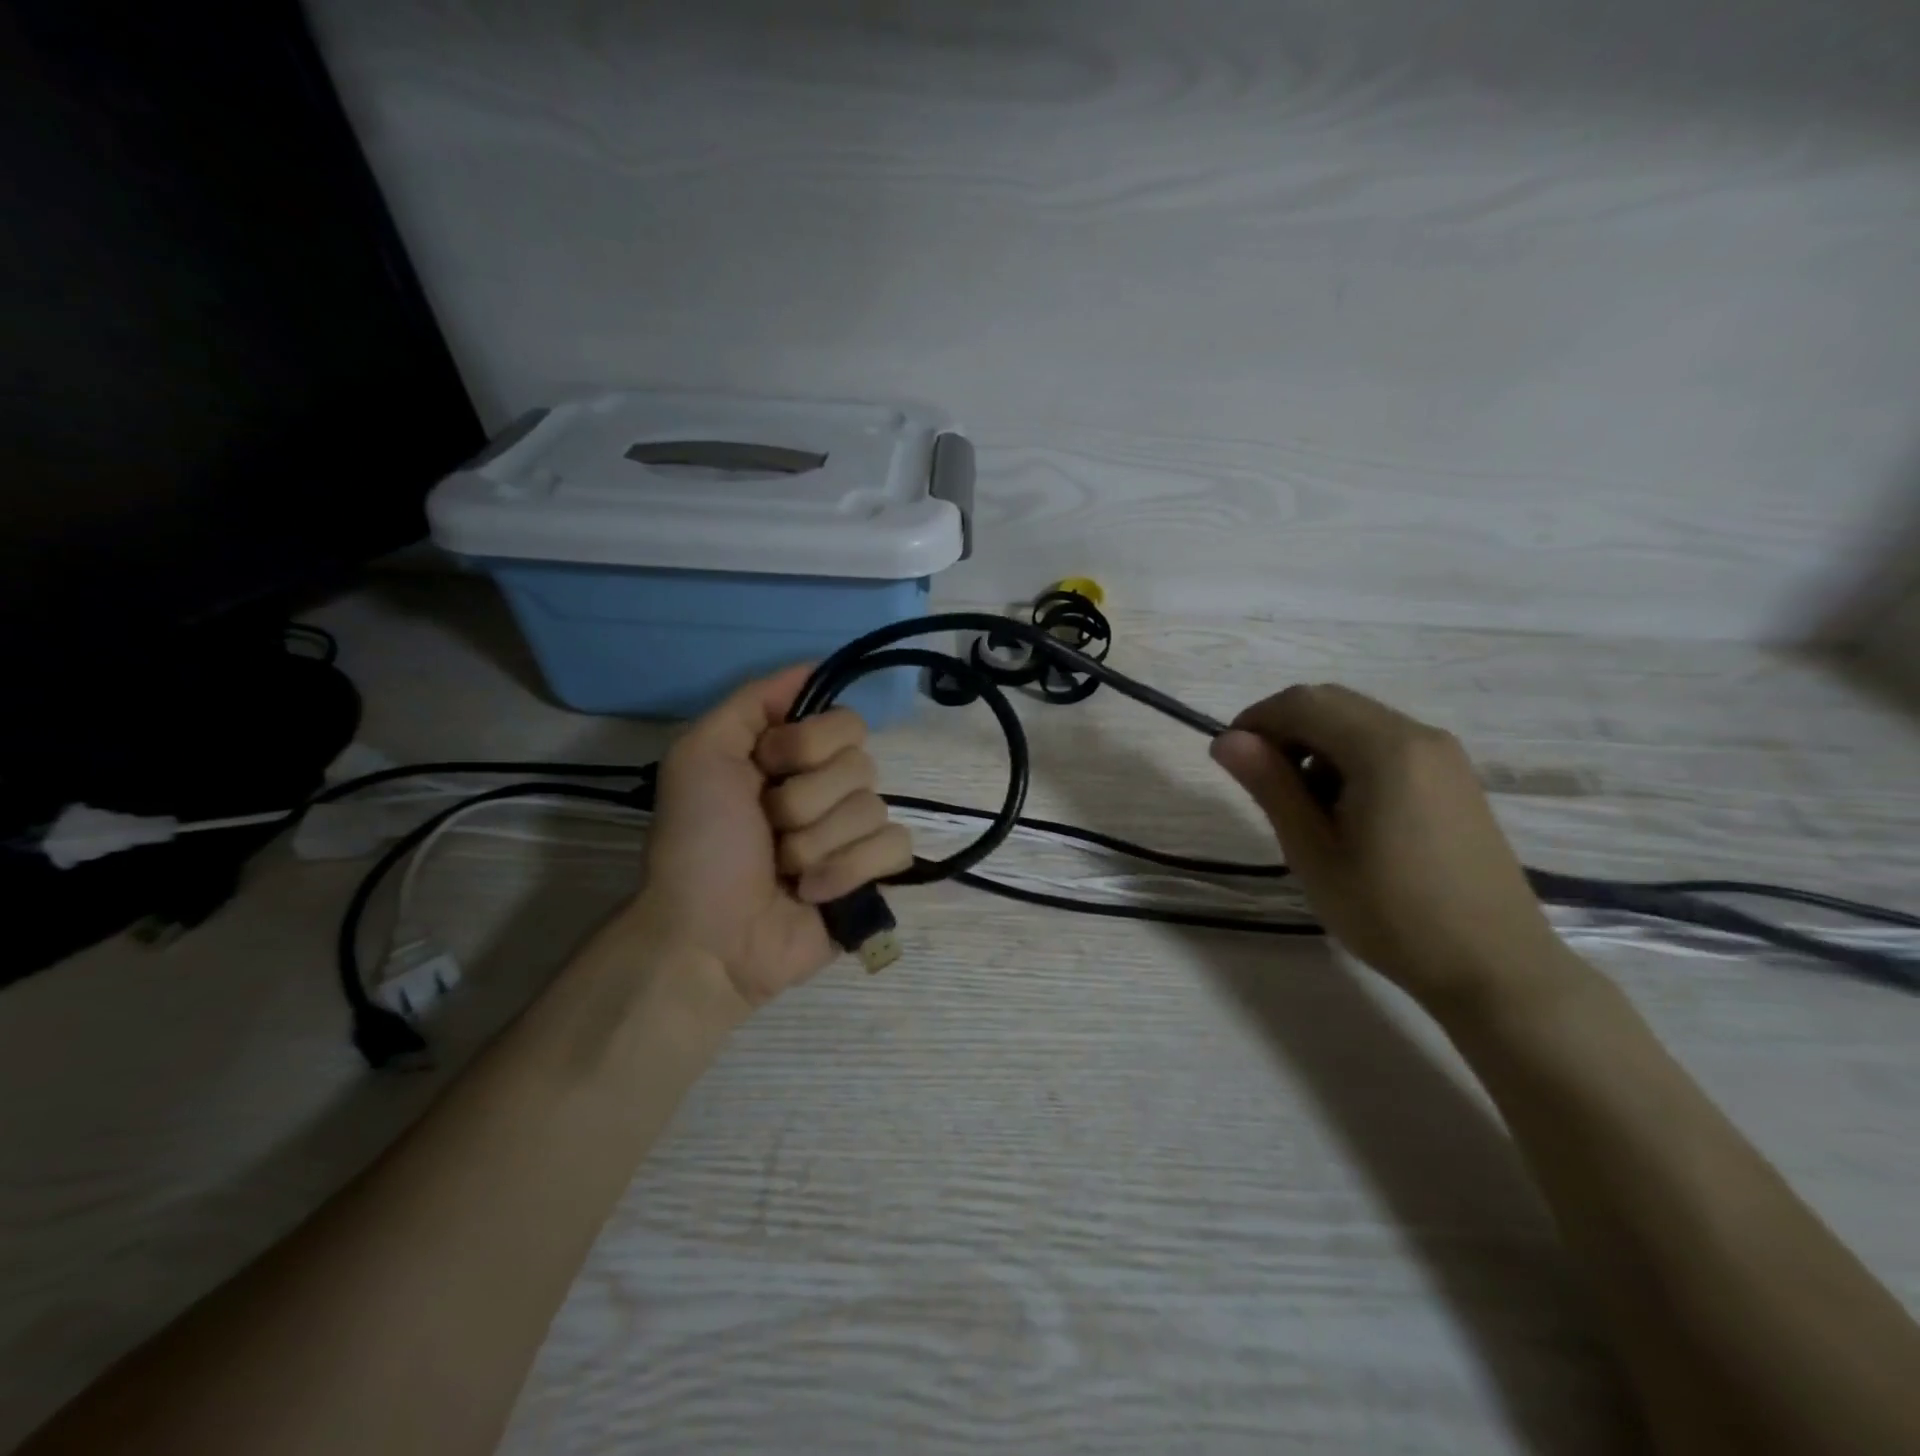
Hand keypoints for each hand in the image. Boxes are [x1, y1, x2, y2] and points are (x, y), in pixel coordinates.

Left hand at [628, 665, 914, 1012]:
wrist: (706, 935)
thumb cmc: (698, 844)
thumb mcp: (700, 754)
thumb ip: (754, 701)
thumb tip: (813, 664)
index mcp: (792, 755)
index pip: (844, 721)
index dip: (806, 745)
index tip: (765, 768)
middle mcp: (827, 786)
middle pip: (861, 765)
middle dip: (804, 803)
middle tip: (767, 830)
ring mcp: (852, 833)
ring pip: (874, 809)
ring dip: (816, 844)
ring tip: (783, 871)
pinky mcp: (871, 875)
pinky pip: (894, 848)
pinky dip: (848, 870)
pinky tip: (812, 893)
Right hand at [1210, 683, 1565, 1008]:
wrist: (1494, 968)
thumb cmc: (1390, 913)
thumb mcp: (1313, 851)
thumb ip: (1270, 785)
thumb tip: (1226, 740)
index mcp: (1385, 748)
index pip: (1302, 703)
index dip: (1255, 721)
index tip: (1229, 761)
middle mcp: (1419, 735)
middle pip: (1331, 704)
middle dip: (1284, 731)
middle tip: (1261, 784)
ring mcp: (1444, 756)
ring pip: (1358, 722)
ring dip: (1315, 745)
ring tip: (1302, 806)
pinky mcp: (1455, 779)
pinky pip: (1387, 745)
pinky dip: (1349, 759)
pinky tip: (1345, 812)